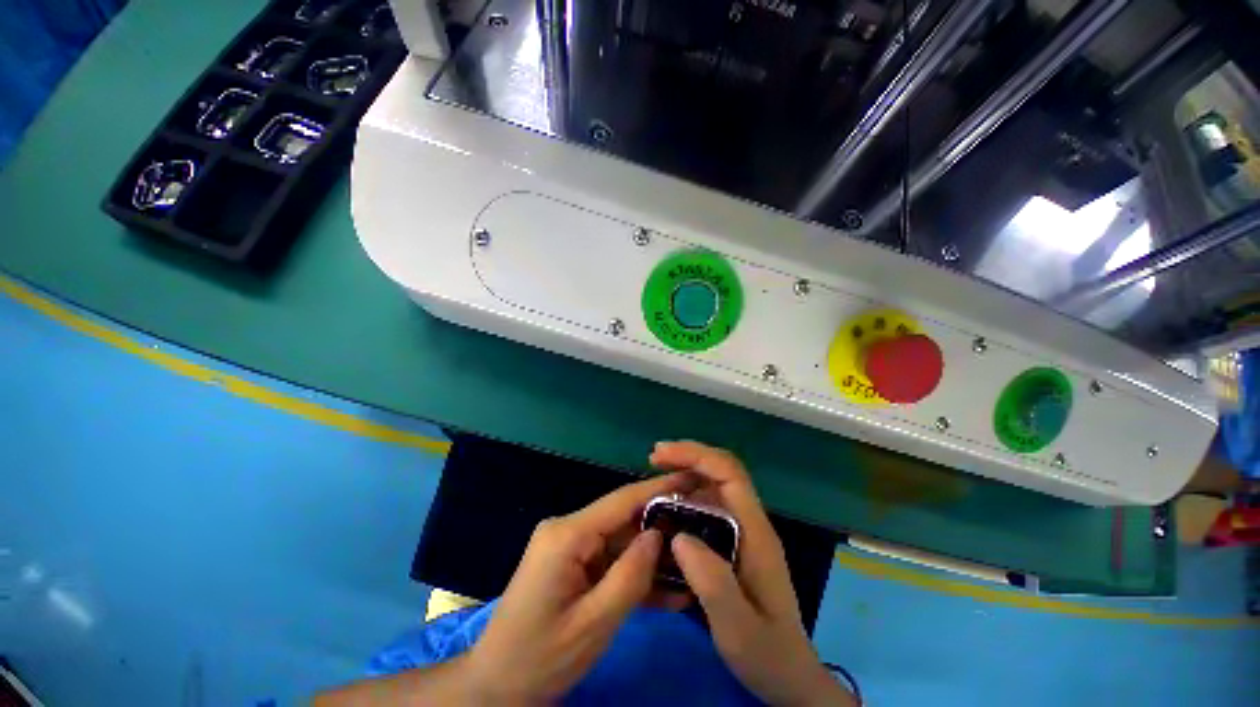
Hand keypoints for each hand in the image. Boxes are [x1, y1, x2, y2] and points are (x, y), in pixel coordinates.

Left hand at [465, 472, 692, 703]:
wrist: (496, 687)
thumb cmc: (540, 658)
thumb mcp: (593, 624)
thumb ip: (630, 576)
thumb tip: (658, 534)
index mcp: (567, 534)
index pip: (622, 500)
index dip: (658, 487)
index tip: (691, 479)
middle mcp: (568, 529)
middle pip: (623, 519)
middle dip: (661, 526)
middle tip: (703, 530)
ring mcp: (569, 546)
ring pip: (621, 541)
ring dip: (652, 556)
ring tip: (693, 562)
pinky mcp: (572, 562)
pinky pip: (610, 560)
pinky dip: (634, 573)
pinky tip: (668, 589)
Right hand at [651, 441, 856, 706]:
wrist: (790, 676)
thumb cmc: (767, 654)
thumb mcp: (738, 629)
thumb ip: (712, 584)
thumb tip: (678, 537)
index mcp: (755, 531)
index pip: (729, 473)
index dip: (696, 456)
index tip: (661, 455)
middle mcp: (751, 521)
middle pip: (722, 470)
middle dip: (688, 456)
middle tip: (653, 458)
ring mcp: (744, 530)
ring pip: (716, 484)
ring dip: (687, 471)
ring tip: (655, 475)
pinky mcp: (735, 541)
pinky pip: (710, 503)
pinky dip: (688, 493)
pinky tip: (668, 506)